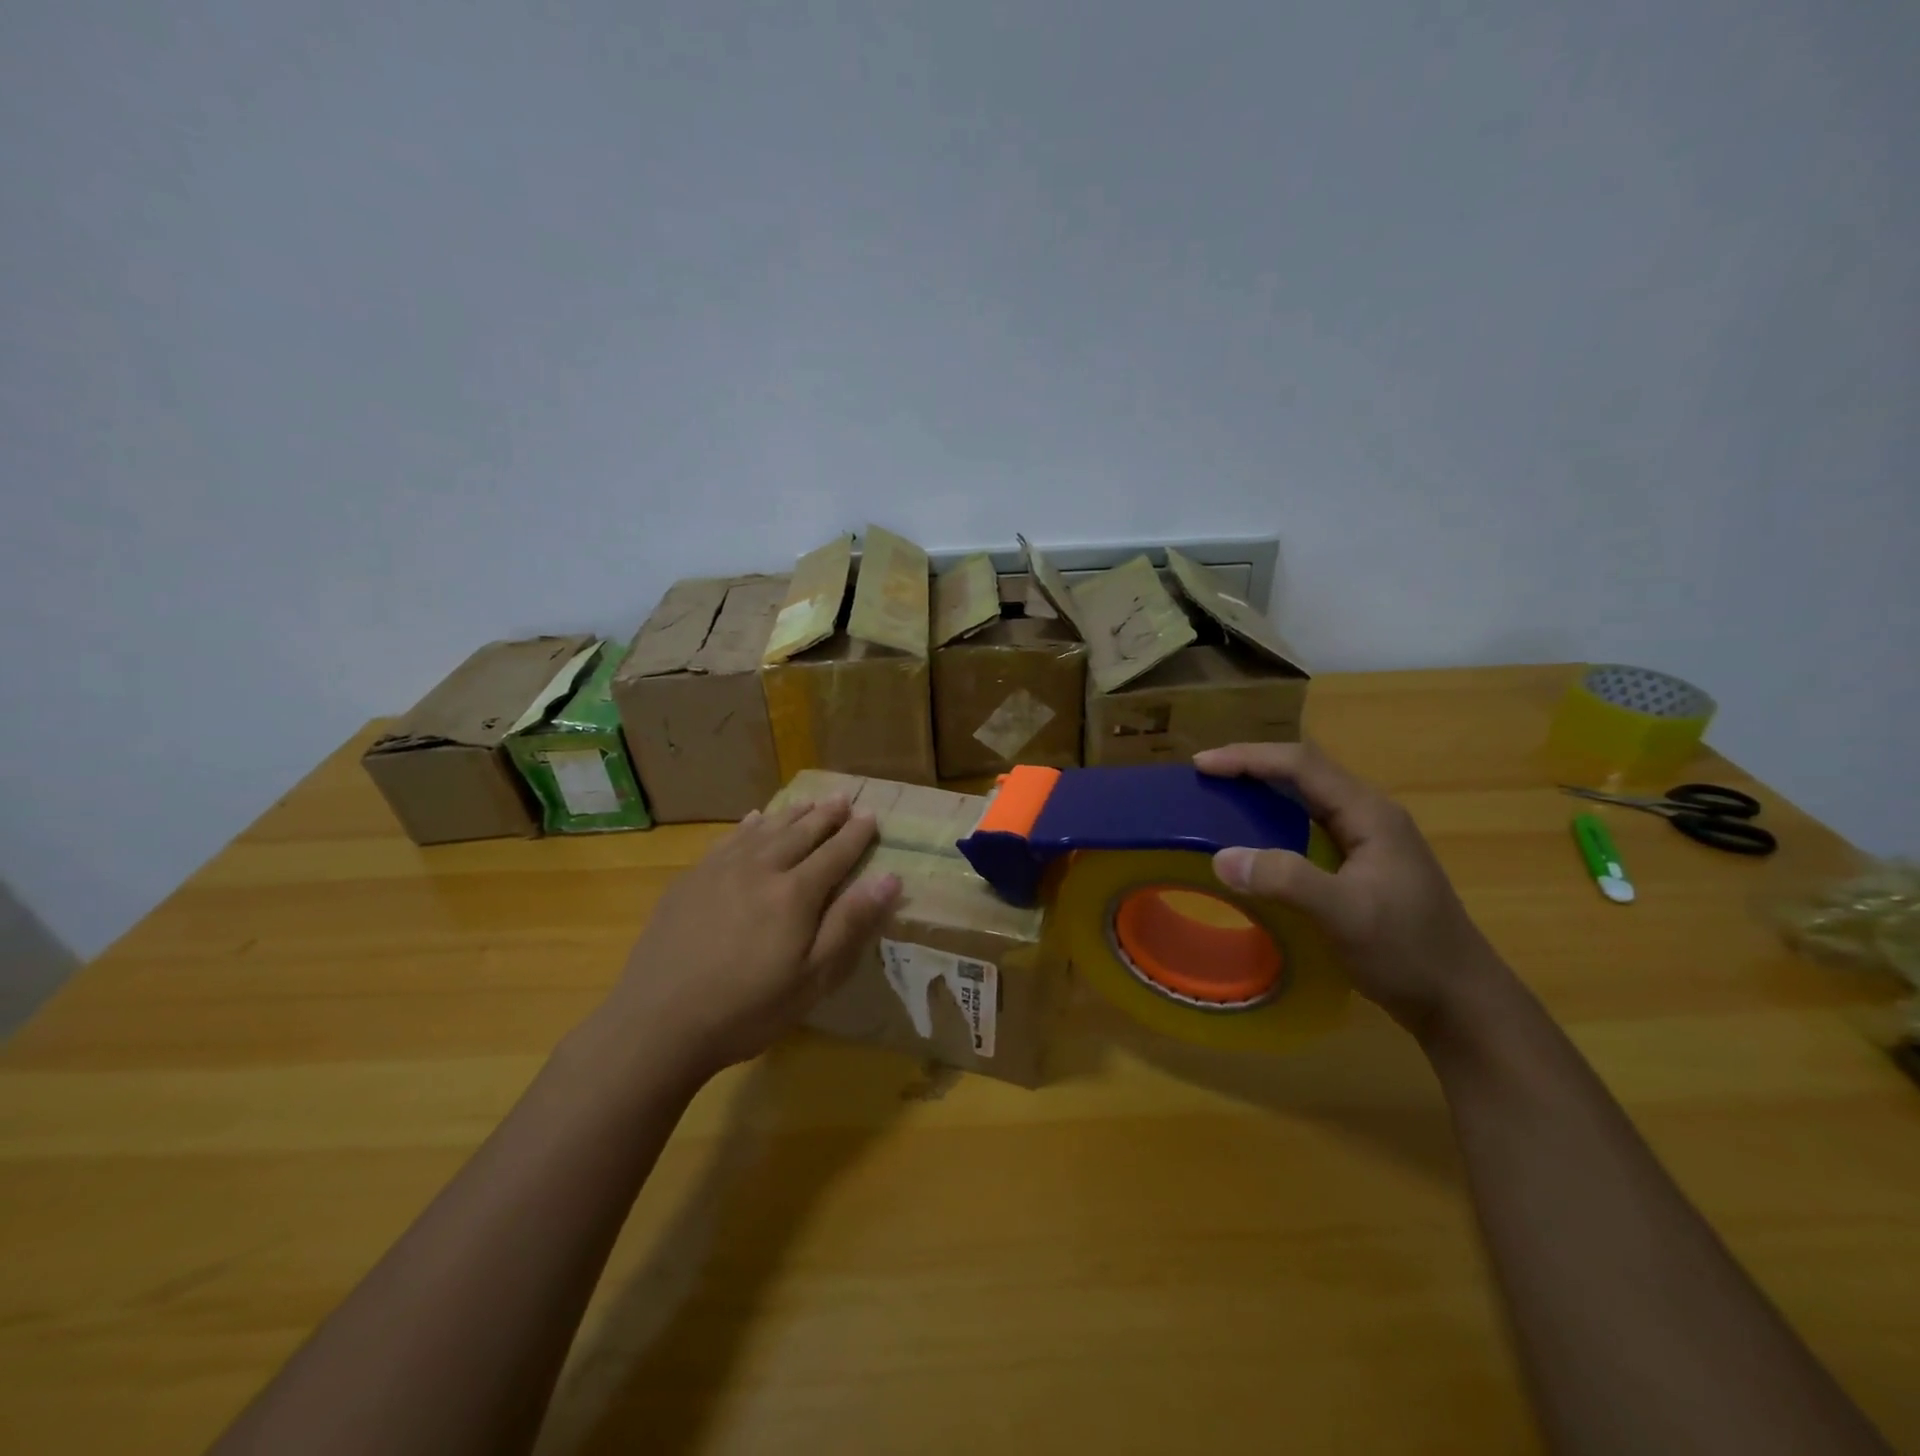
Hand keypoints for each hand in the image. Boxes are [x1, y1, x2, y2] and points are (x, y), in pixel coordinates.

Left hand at [601, 797, 901, 1079]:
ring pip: (766, 830)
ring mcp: (721, 870)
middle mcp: (761, 868)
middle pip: (801, 833)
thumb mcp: (812, 978)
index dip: (856, 834)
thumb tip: (889, 877)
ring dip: (791, 814)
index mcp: (796, 893)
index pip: (835, 853)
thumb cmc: (747, 1009)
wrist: (659, 1022)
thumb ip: (850, 923)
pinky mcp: (691, 879)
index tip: (871, 815)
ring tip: (809, 801)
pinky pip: (728, 839)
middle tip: (843, 797)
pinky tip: (754, 819)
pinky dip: (748, 826)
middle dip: (826, 815)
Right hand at [1194, 742, 1508, 1040]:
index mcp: (1369, 813)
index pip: (1301, 765)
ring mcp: (1370, 839)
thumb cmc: (1407, 952)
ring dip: (1263, 787)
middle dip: (1251, 765)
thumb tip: (1221, 857)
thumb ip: (1285, 880)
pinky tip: (1257, 836)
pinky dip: (1275, 817)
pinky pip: (1310, 822)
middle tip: (1204, 775)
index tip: (1200, 765)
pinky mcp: (1364, 863)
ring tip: (1221, 795)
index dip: (1248, 758)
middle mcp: (1370, 815)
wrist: (1461, 1001)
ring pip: (1308, 795)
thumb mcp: (1345, 915)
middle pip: (1304, 771)